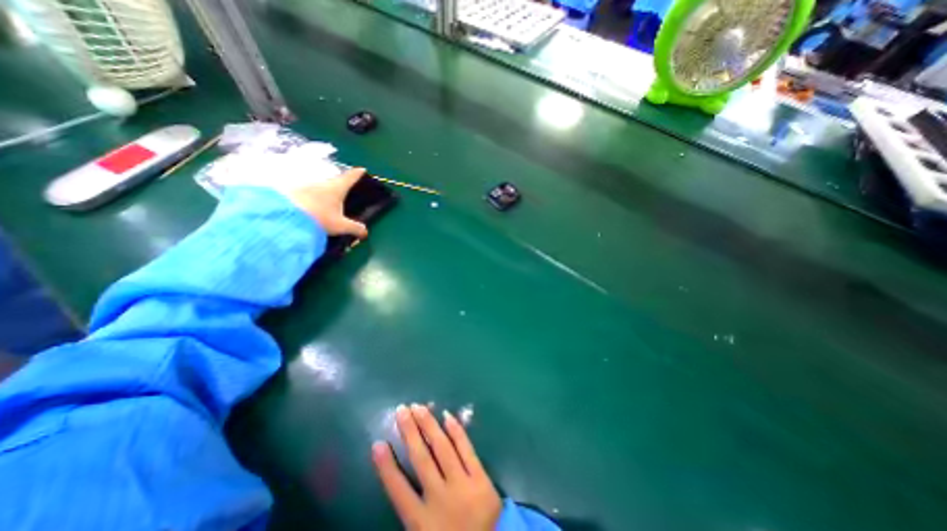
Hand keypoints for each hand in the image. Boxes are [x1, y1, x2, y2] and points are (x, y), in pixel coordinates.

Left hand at [286, 169, 367, 237]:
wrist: (285, 218)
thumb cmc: (319, 219)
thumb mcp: (341, 226)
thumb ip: (355, 228)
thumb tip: (365, 232)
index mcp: (337, 188)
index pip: (350, 177)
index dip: (357, 173)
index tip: (362, 169)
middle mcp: (322, 183)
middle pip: (334, 182)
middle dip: (340, 186)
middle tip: (345, 192)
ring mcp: (306, 186)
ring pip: (319, 188)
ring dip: (324, 193)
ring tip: (327, 204)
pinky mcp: (292, 191)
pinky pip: (306, 194)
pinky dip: (311, 199)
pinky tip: (311, 208)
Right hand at [373, 405, 502, 528]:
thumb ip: (411, 513)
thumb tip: (398, 481)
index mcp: (421, 521)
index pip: (398, 489)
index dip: (386, 466)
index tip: (377, 444)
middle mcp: (439, 498)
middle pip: (421, 459)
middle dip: (410, 432)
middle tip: (401, 410)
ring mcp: (461, 484)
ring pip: (442, 448)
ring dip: (429, 425)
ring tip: (419, 407)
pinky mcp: (480, 477)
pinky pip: (466, 449)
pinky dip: (457, 432)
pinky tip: (447, 416)